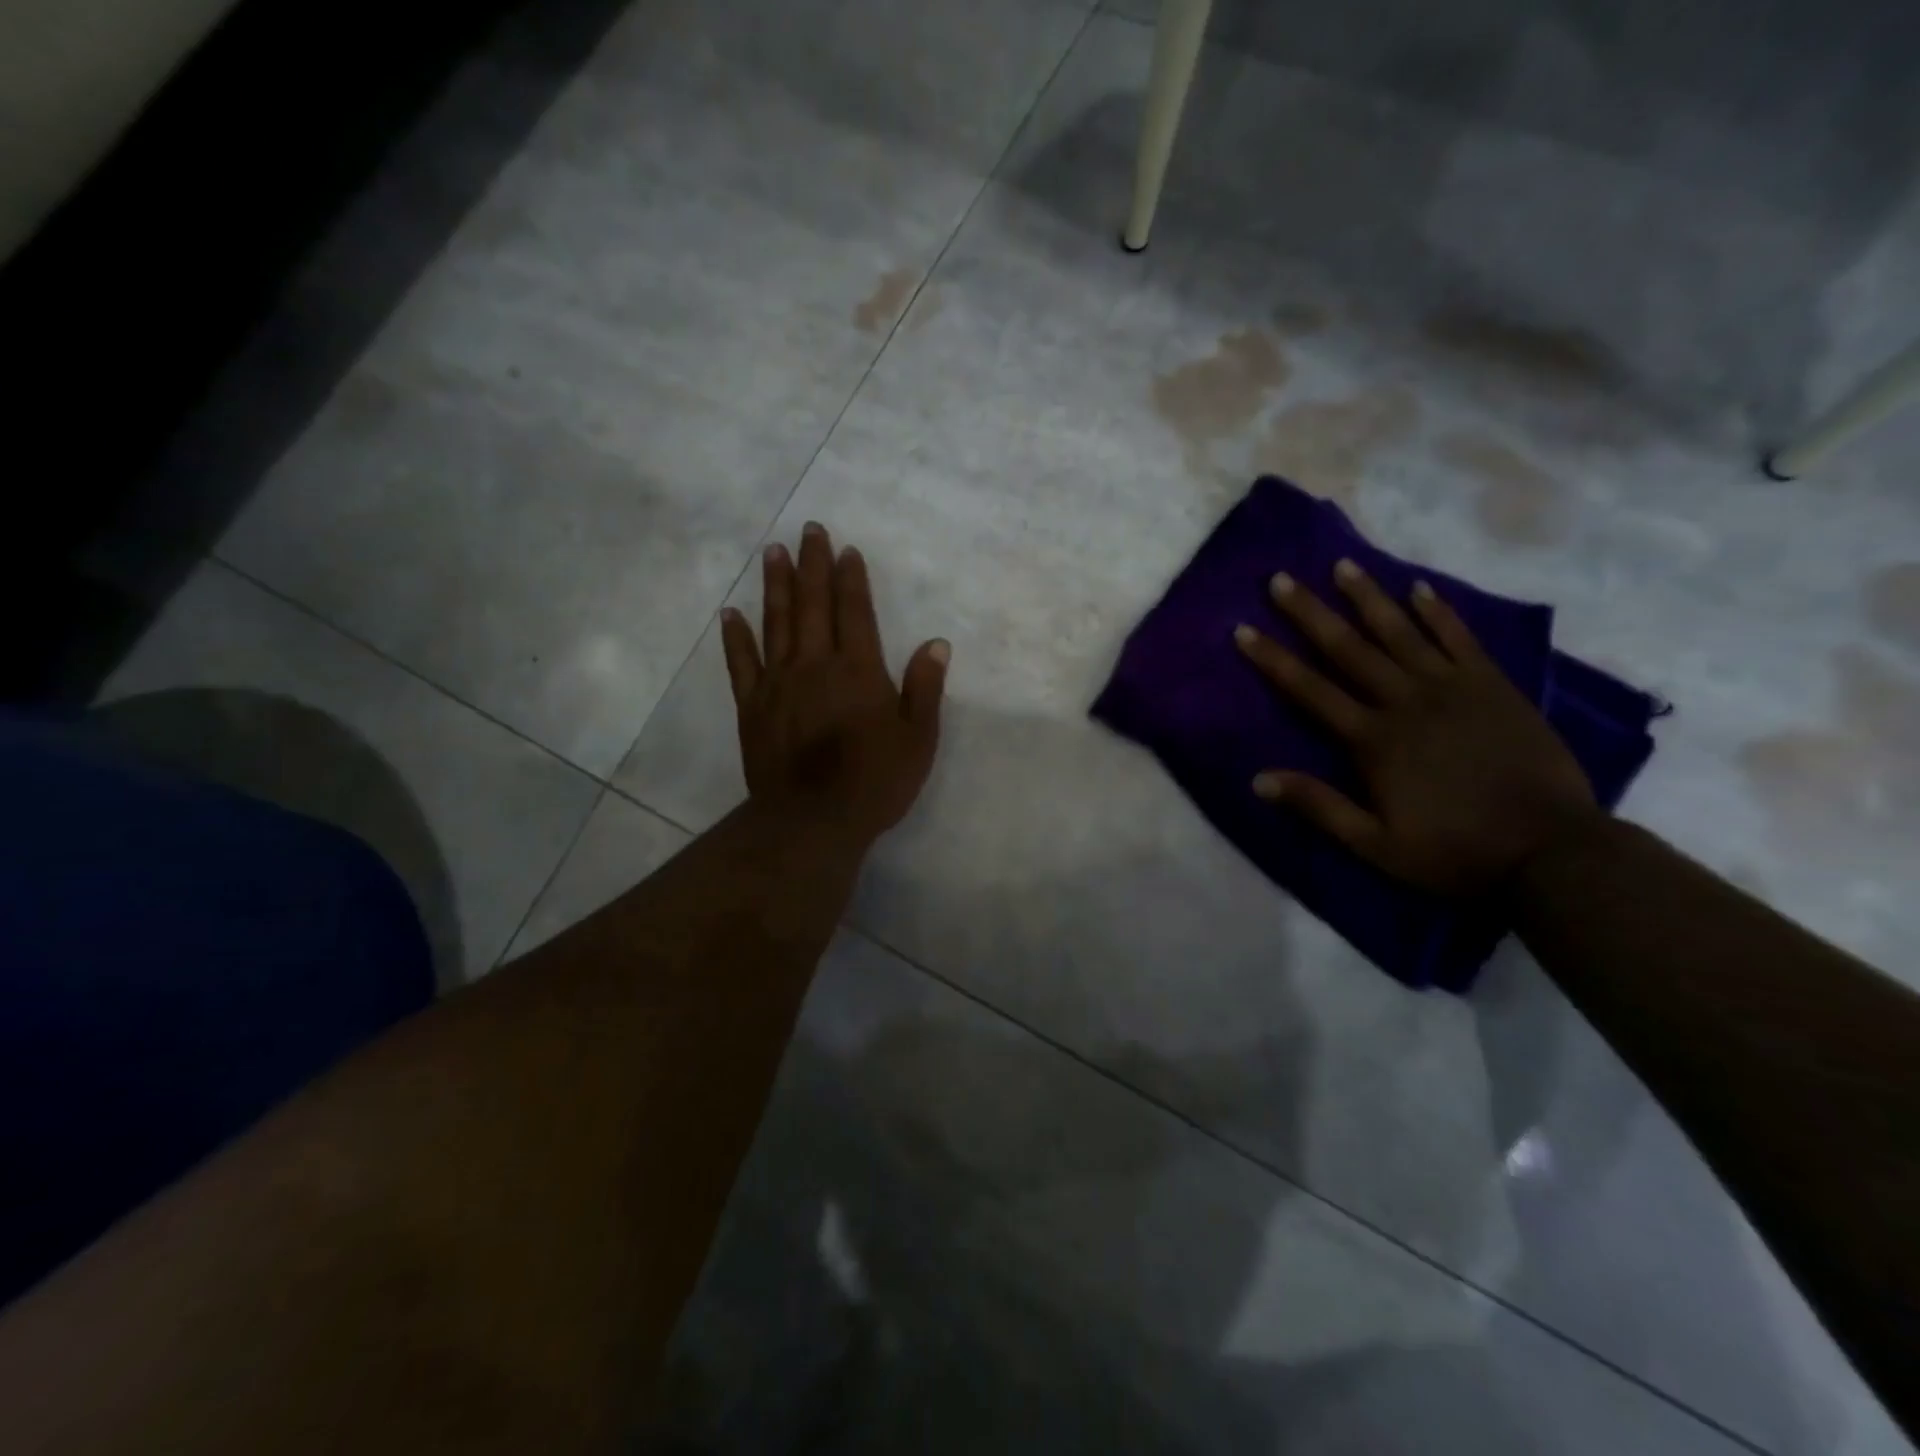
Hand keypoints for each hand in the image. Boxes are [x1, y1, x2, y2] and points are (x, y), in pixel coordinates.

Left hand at [720, 522, 948, 849]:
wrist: (813, 820)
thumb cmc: (874, 781)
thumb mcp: (917, 739)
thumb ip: (925, 689)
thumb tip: (936, 644)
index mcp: (859, 670)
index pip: (855, 612)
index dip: (852, 579)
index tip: (847, 550)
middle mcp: (816, 665)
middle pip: (814, 605)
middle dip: (813, 565)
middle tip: (808, 529)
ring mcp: (779, 683)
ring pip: (777, 623)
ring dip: (776, 585)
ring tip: (773, 552)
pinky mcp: (753, 706)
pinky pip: (742, 663)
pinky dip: (735, 637)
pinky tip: (730, 613)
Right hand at [1234, 559, 1601, 895]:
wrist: (1552, 850)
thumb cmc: (1454, 851)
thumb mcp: (1375, 844)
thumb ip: (1318, 807)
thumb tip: (1258, 778)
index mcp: (1373, 740)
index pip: (1310, 690)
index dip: (1274, 659)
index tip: (1244, 629)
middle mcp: (1406, 702)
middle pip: (1348, 649)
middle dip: (1310, 613)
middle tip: (1281, 579)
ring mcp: (1453, 689)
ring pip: (1400, 633)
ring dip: (1368, 598)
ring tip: (1343, 565)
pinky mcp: (1493, 687)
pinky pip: (1460, 639)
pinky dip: (1438, 612)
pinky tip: (1419, 588)